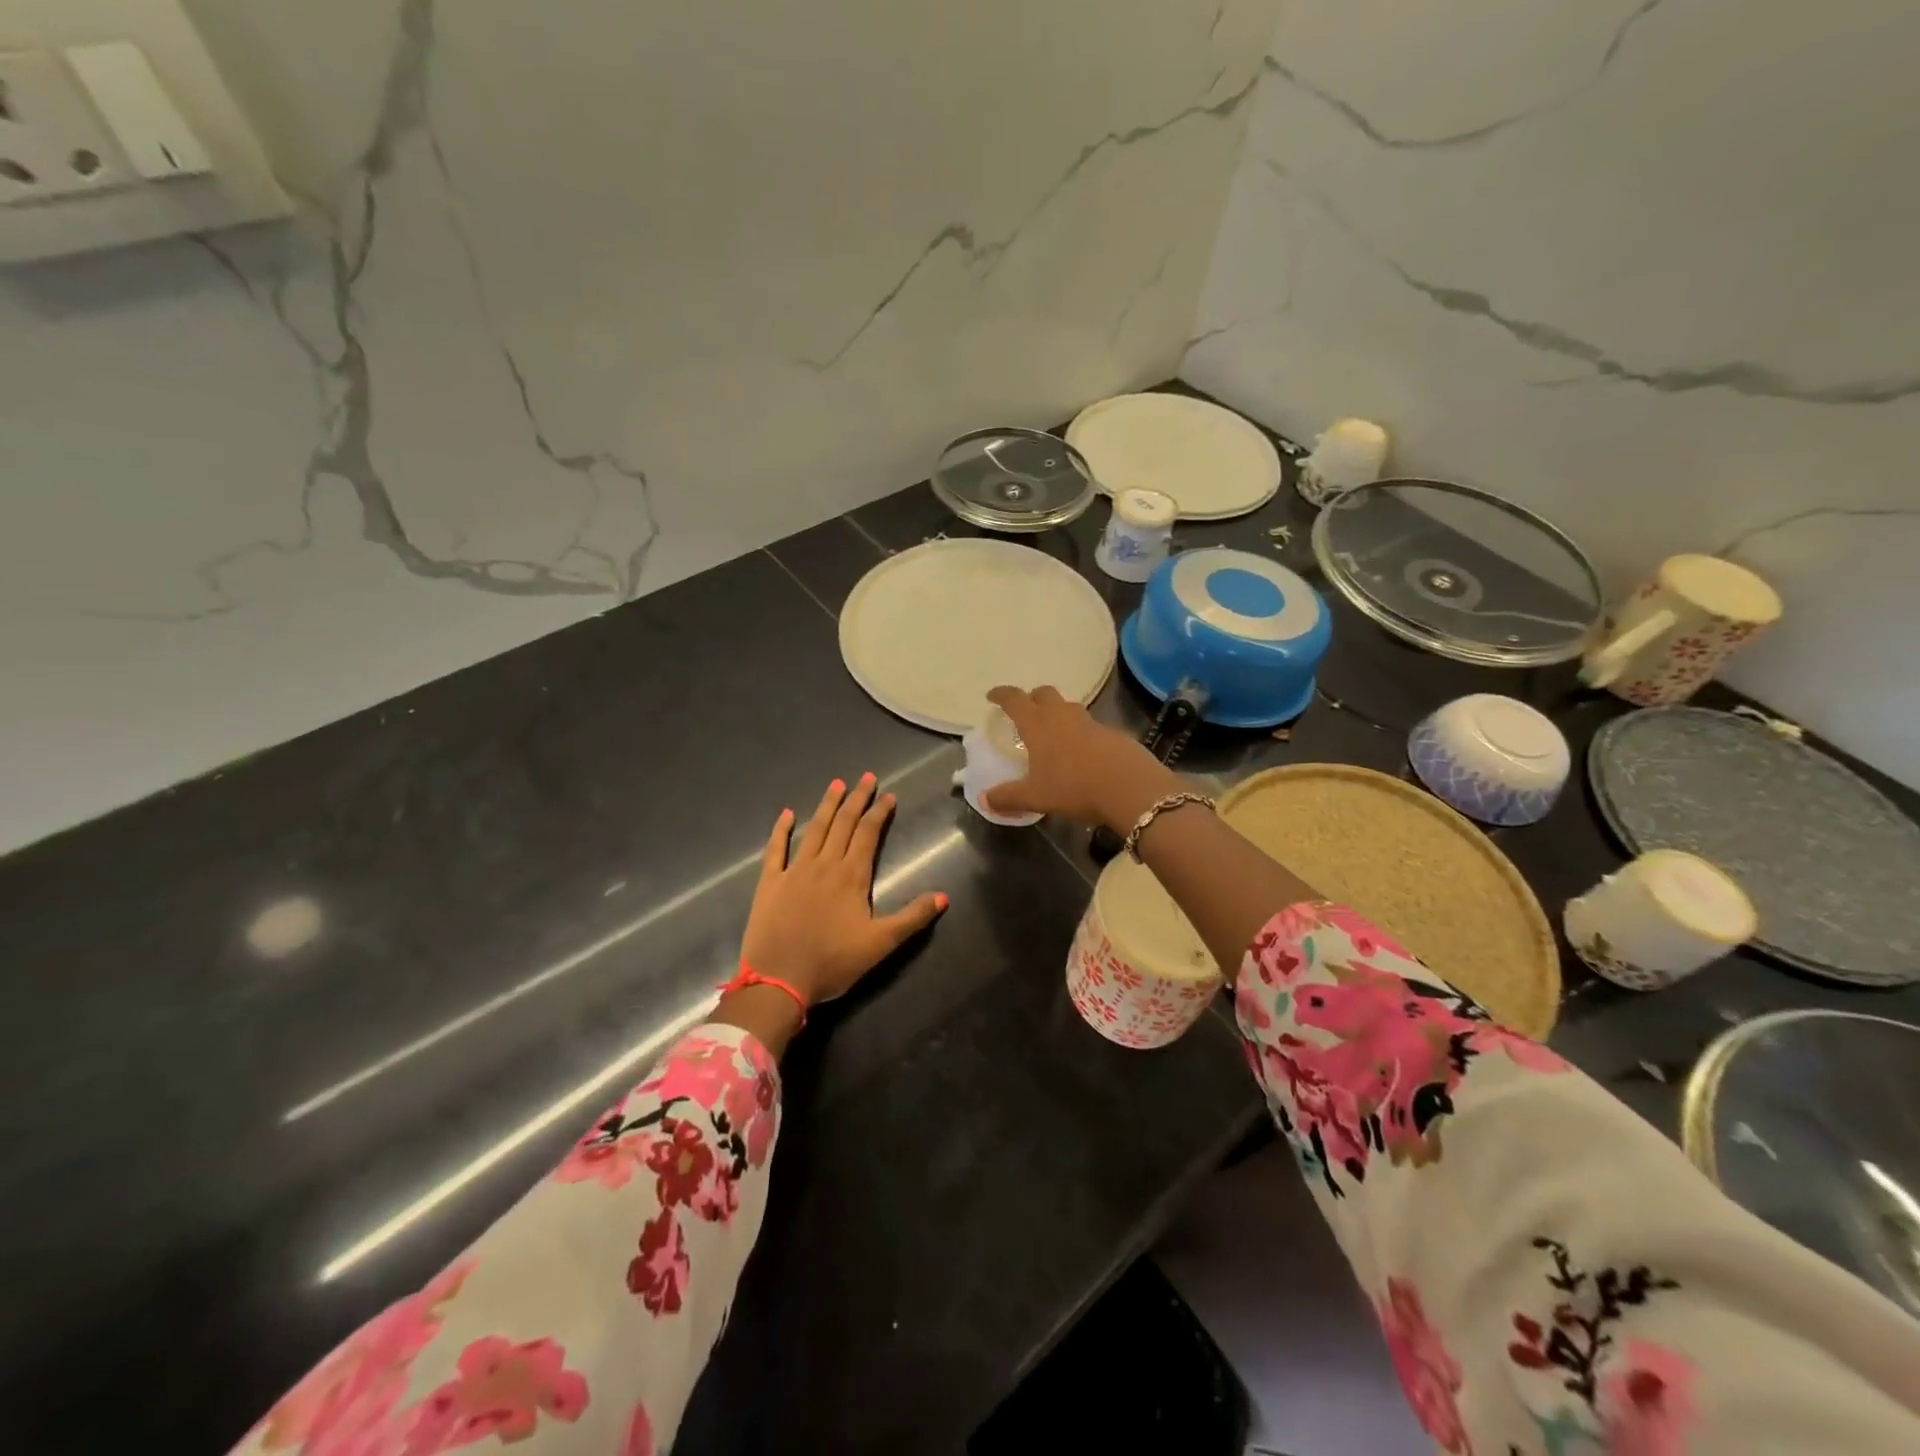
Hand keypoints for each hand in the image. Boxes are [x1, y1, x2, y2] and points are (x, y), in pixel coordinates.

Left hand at [738, 774, 947, 1009]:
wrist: (778, 981)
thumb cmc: (832, 962)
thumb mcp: (880, 944)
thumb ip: (912, 918)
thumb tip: (943, 897)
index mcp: (851, 876)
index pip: (868, 834)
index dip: (879, 813)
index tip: (888, 795)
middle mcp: (824, 865)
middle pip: (843, 824)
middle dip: (856, 799)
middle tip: (865, 777)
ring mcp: (794, 871)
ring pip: (814, 830)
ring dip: (826, 805)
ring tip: (836, 784)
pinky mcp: (770, 883)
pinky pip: (775, 849)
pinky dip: (781, 830)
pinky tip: (787, 814)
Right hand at [982, 686, 1182, 831]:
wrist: (1130, 788)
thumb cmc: (1074, 788)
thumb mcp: (1036, 797)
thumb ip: (1009, 797)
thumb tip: (985, 799)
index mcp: (1039, 725)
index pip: (1015, 700)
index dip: (1002, 695)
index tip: (992, 696)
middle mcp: (1063, 716)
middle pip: (1044, 694)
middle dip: (1032, 698)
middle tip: (1025, 712)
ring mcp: (1091, 722)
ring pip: (1069, 708)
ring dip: (1058, 713)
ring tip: (1053, 733)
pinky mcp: (1113, 734)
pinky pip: (1090, 727)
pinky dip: (1080, 733)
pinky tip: (1082, 754)